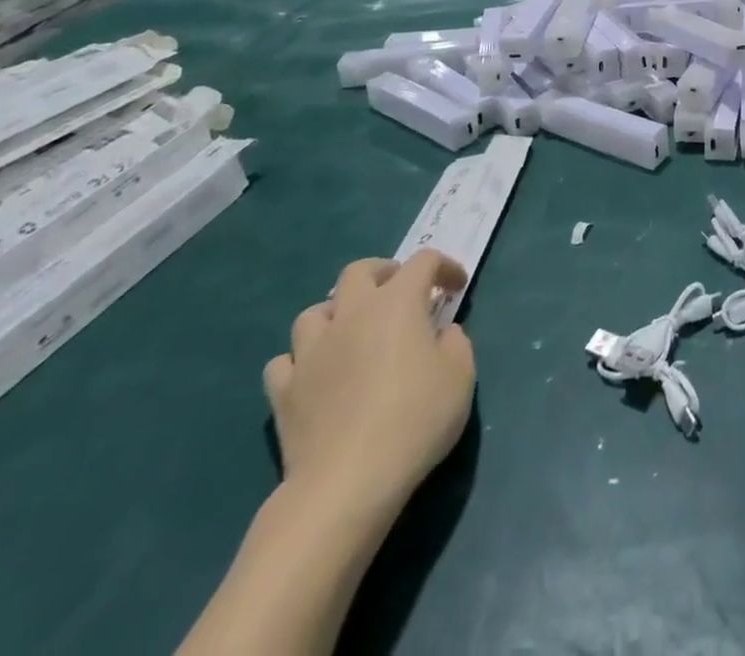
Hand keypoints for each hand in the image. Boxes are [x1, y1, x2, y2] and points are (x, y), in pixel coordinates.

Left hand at [264, 252, 475, 528]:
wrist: (348, 483)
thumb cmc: (415, 420)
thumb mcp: (461, 376)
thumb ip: (456, 342)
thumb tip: (441, 333)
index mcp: (398, 302)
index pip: (424, 261)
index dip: (444, 266)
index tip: (455, 286)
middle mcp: (352, 313)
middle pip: (359, 271)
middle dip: (382, 273)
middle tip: (399, 292)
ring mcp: (311, 351)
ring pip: (314, 312)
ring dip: (335, 314)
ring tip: (351, 333)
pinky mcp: (283, 391)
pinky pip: (285, 361)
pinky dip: (300, 361)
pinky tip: (314, 375)